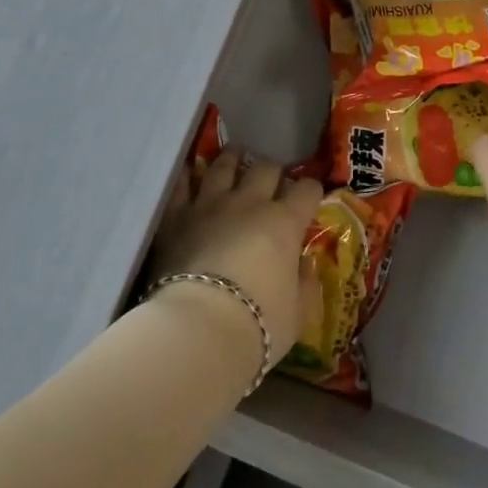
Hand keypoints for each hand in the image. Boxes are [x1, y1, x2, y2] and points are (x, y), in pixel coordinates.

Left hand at [149, 147, 321, 370]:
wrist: (199, 330)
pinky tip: (191, 172)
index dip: (311, 191)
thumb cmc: (258, 325)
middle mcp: (250, 203)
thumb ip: (304, 282)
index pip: (306, 190)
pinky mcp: (177, 216)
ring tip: (235, 157)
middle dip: (273, 172)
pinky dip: (188, 175)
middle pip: (266, 168)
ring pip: (224, 165)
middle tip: (271, 181)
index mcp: (284, 223)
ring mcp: (210, 204)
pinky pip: (182, 184)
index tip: (310, 197)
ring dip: (233, 159)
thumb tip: (305, 264)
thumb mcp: (299, 312)